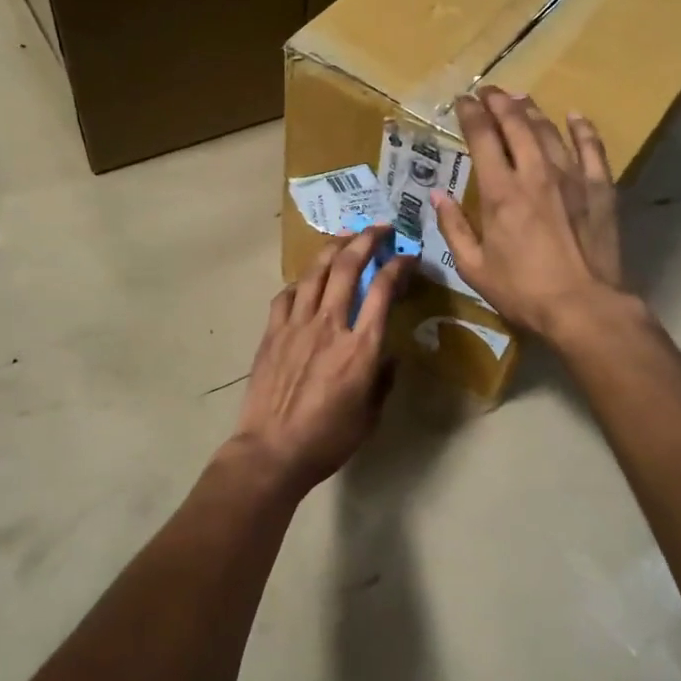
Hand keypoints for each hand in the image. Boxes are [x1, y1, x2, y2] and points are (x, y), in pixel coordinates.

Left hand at [228, 227, 414, 494]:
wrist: (272, 451)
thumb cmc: (328, 439)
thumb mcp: (370, 415)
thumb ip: (382, 379)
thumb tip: (387, 357)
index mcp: (360, 347)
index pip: (383, 290)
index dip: (398, 266)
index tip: (407, 258)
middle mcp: (329, 325)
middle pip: (348, 267)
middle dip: (366, 240)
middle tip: (380, 229)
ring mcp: (296, 325)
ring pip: (315, 272)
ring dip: (333, 248)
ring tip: (345, 237)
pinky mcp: (272, 333)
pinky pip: (286, 295)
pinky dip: (300, 282)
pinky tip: (306, 281)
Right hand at [431, 88, 624, 338]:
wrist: (583, 306)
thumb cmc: (522, 291)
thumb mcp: (474, 267)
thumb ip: (453, 227)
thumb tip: (436, 195)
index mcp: (500, 191)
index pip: (483, 137)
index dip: (471, 114)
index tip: (463, 101)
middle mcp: (535, 173)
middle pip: (516, 123)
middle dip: (499, 102)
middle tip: (488, 92)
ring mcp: (572, 177)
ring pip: (550, 130)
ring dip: (532, 110)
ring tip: (520, 99)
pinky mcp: (600, 188)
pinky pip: (592, 148)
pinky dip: (582, 128)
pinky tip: (574, 116)